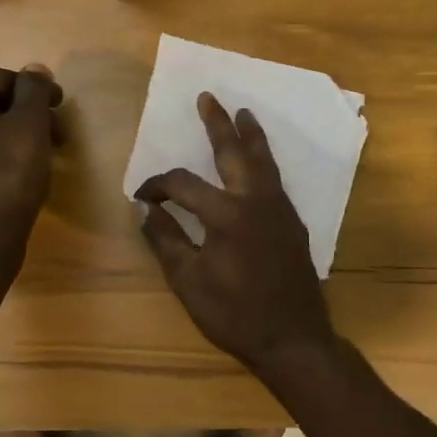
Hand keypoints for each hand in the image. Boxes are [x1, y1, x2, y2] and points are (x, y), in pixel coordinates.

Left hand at [0, 66, 62, 266]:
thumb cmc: (8, 176)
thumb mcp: (31, 126)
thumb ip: (34, 91)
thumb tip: (35, 69)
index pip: (3, 79)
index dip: (37, 89)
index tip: (62, 108)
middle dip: (29, 115)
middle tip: (58, 136)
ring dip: (17, 135)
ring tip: (44, 156)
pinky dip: (1, 154)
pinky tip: (20, 173)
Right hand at [136, 93, 335, 373]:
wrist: (293, 338)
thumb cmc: (234, 314)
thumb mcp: (188, 282)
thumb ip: (165, 241)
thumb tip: (146, 210)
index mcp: (226, 214)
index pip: (183, 186)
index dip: (158, 186)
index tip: (142, 196)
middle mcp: (256, 201)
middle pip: (234, 152)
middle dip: (219, 124)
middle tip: (209, 98)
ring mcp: (280, 210)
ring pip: (264, 161)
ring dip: (250, 136)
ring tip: (243, 114)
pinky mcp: (293, 223)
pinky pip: (276, 180)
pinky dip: (265, 162)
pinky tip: (259, 165)